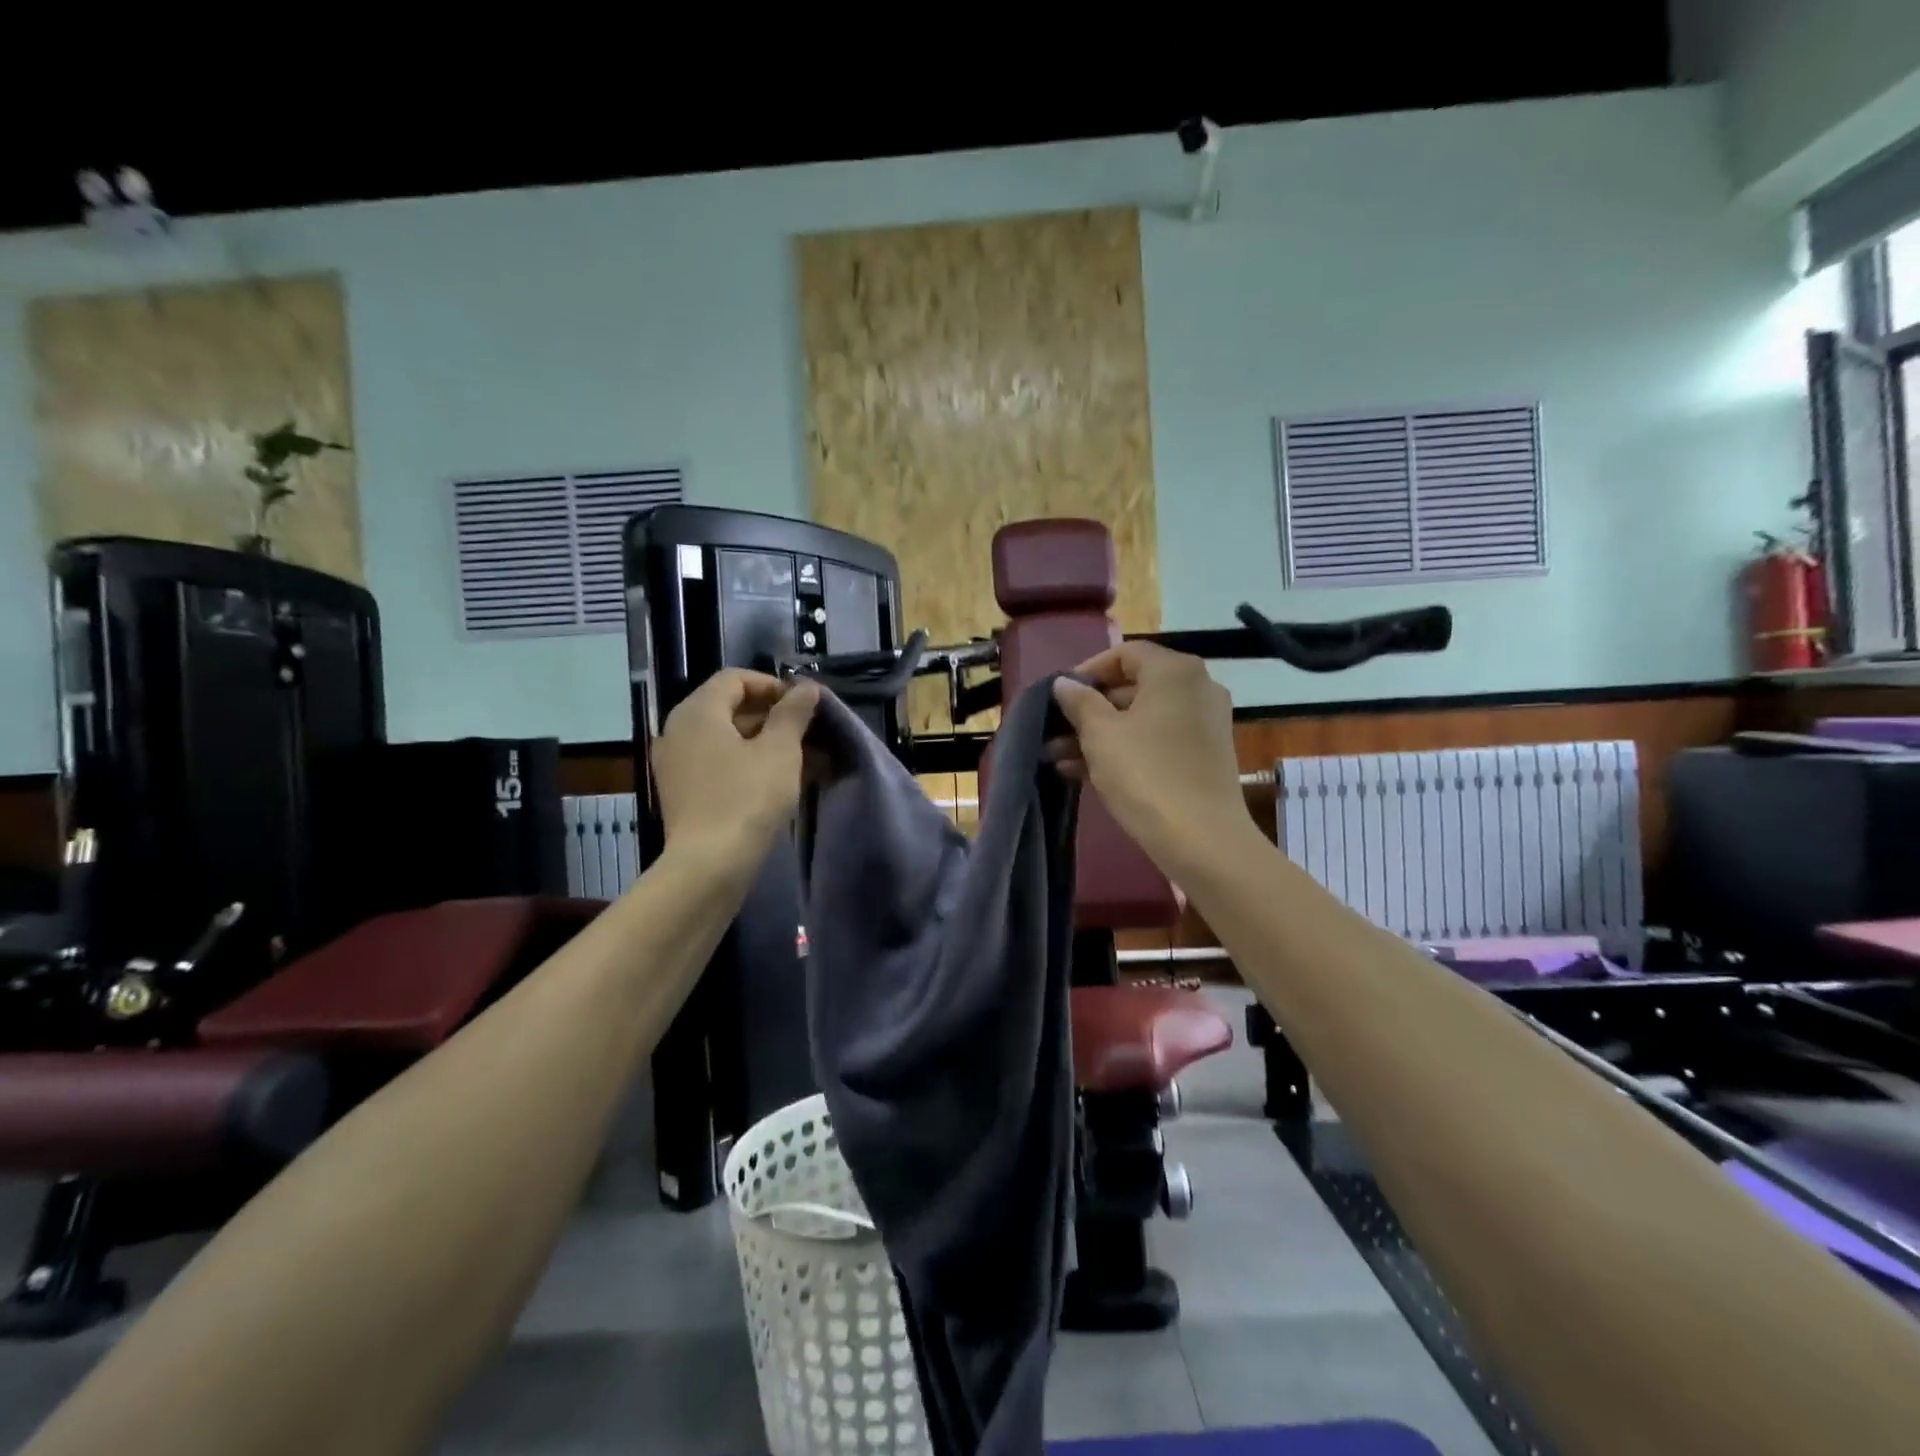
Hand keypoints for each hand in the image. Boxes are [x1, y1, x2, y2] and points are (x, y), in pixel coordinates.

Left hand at [651, 671, 820, 867]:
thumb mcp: (780, 751)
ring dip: (764, 742)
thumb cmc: (747, 798)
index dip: (773, 686)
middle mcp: (678, 730)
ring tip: (802, 759)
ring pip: (726, 738)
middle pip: (729, 707)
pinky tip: (777, 781)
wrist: (709, 866)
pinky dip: (747, 764)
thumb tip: (806, 687)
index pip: (735, 679)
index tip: (804, 707)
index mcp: (698, 711)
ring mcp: (677, 763)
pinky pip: (718, 763)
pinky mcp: (682, 792)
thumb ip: (794, 713)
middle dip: (772, 716)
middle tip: (808, 733)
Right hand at [1051, 643, 1254, 877]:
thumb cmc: (1145, 774)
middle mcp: (1198, 688)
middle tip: (1054, 731)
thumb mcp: (1100, 734)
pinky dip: (1126, 749)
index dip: (1088, 671)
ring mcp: (1205, 724)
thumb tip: (1064, 683)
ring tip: (1058, 758)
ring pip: (1142, 719)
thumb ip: (1079, 702)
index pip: (1125, 654)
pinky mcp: (1205, 757)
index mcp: (1175, 672)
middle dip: (1089, 709)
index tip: (1060, 696)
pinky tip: (1085, 773)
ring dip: (1100, 734)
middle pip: (1134, 687)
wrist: (1202, 839)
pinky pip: (1158, 741)